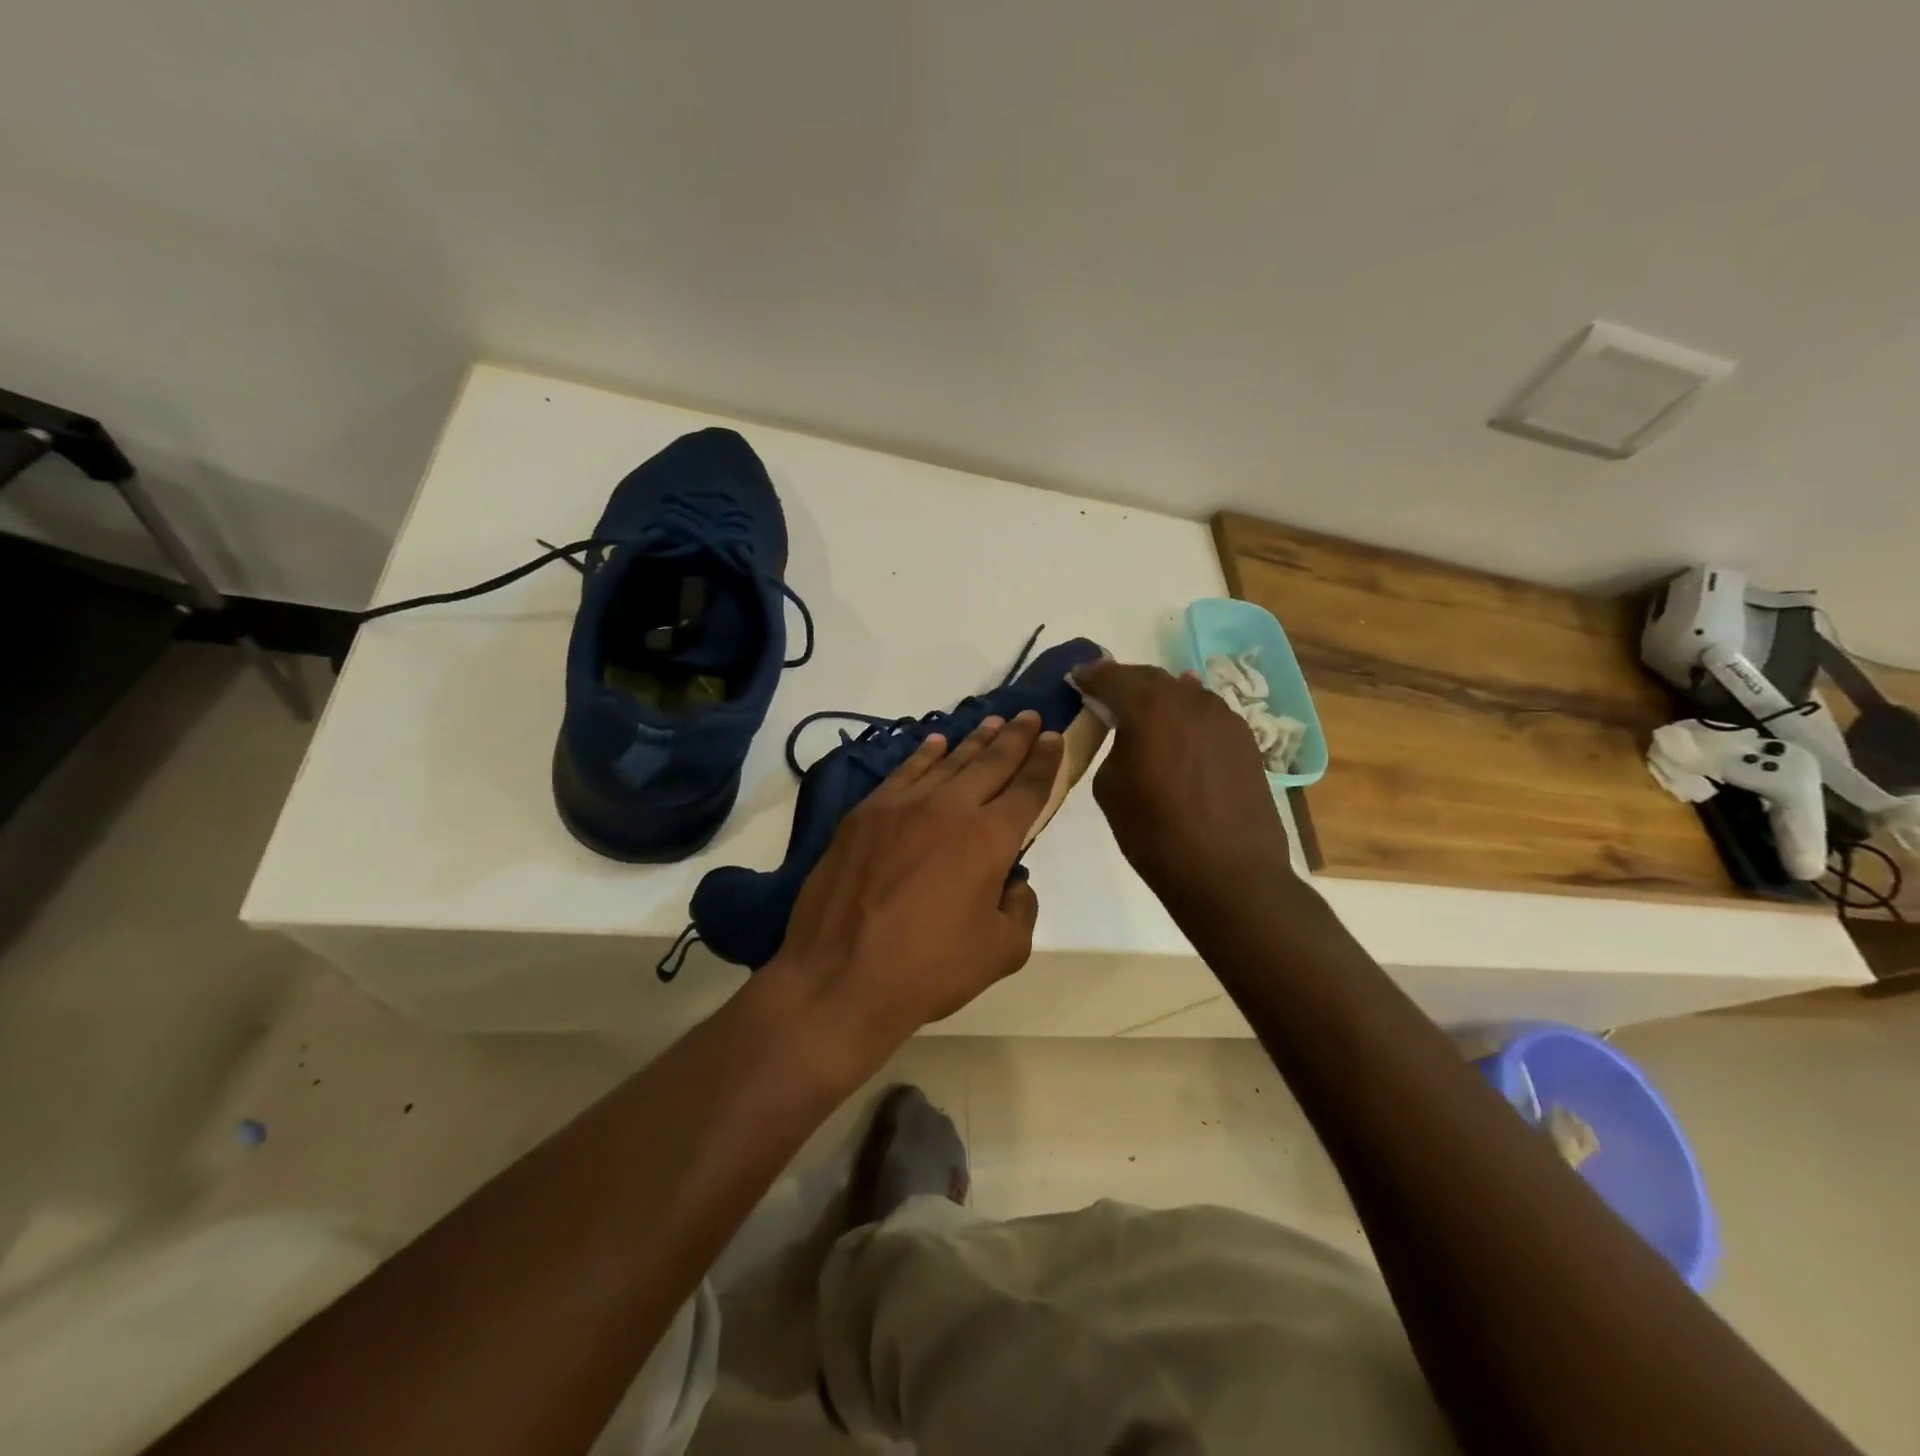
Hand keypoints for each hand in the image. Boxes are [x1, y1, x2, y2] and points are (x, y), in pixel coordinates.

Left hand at [767, 711, 1063, 1057]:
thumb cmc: (928, 969)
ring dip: (974, 740)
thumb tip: (1012, 882)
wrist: (839, 977)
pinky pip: (904, 772)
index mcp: (989, 838)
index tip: (1055, 737)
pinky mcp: (864, 814)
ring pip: (947, 762)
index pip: (1028, 788)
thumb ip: (1020, 909)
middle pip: (991, 763)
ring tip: (992, 723)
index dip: (1046, 761)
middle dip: (1015, 738)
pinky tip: (936, 743)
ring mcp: (901, 805)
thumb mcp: (1001, 951)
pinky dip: (924, 755)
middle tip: (1029, 717)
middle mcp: (949, 808)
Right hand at [1070, 660, 1293, 902]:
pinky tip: (1177, 730)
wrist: (1229, 874)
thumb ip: (1114, 746)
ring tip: (1140, 713)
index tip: (1075, 678)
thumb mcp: (1110, 788)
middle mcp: (1190, 700)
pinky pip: (1206, 715)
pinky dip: (1184, 716)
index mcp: (1149, 707)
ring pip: (1182, 693)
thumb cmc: (1155, 834)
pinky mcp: (1245, 739)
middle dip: (1123, 682)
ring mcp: (1224, 717)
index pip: (1111, 676)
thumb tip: (1127, 734)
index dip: (1089, 676)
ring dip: (1158, 698)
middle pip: (1149, 678)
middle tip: (1103, 692)